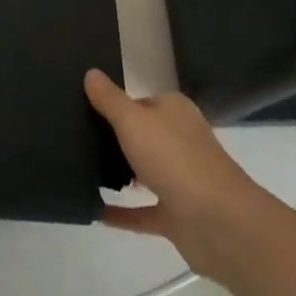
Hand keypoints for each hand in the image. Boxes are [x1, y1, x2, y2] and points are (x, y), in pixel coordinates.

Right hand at [84, 70, 274, 280]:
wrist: (220, 223)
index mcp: (174, 111)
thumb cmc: (175, 160)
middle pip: (142, 135)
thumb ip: (110, 100)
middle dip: (114, 139)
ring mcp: (180, 179)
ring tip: (80, 172)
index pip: (140, 101)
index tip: (82, 110)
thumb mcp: (134, 121)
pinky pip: (143, 211)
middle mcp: (179, 140)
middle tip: (75, 140)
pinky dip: (122, 213)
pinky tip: (95, 212)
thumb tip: (91, 72)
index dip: (114, 105)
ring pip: (144, 171)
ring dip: (120, 174)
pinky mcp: (177, 215)